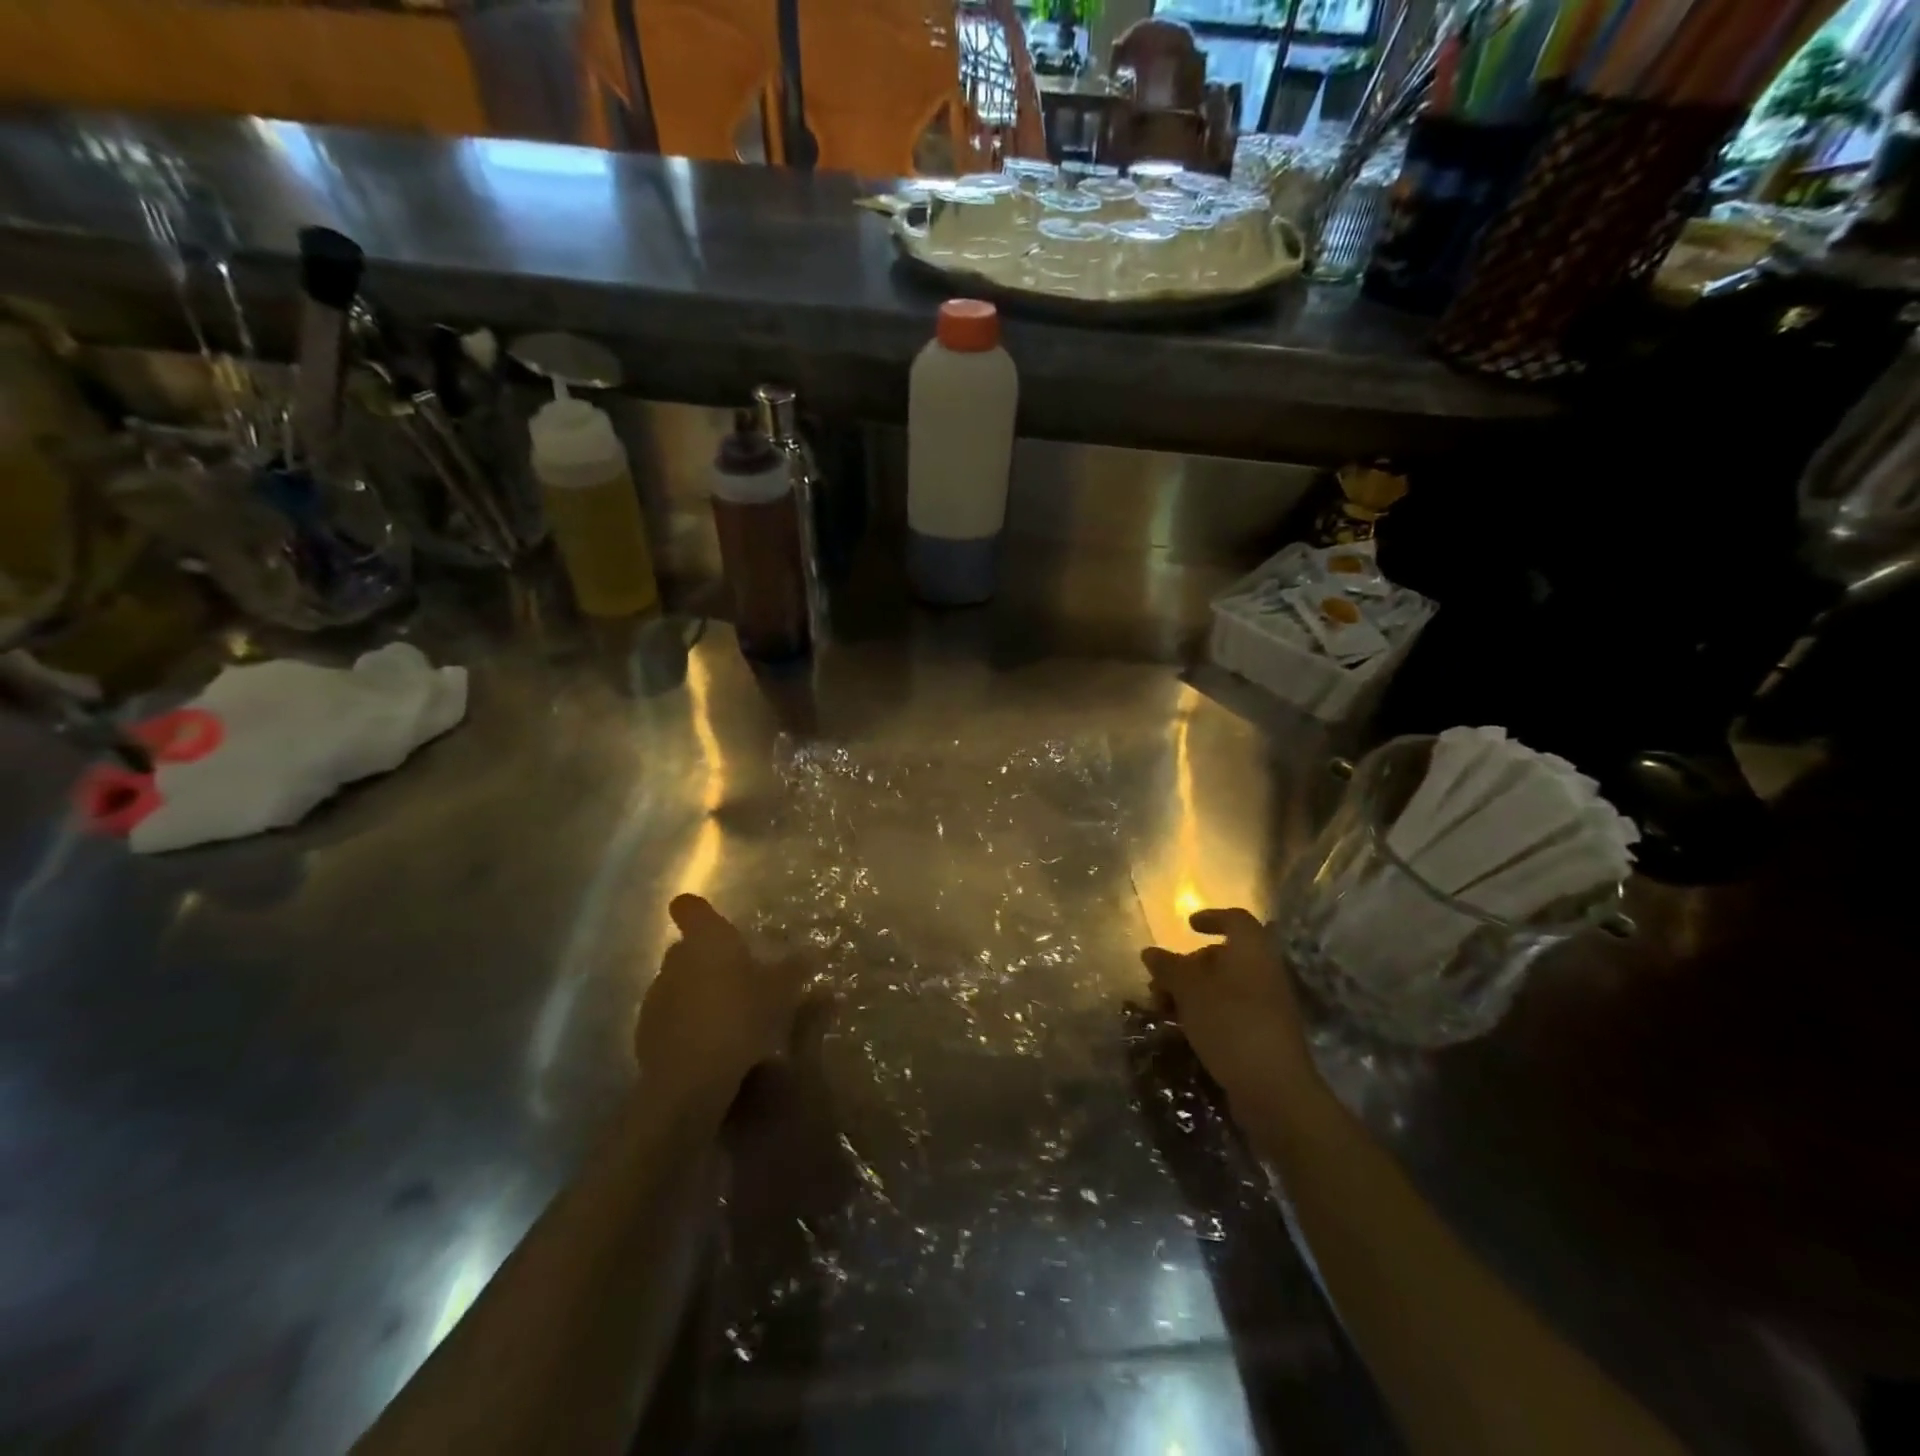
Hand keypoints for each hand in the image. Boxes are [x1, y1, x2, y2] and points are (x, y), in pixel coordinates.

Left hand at [636, 895, 810, 1115]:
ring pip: (677, 982)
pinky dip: (686, 1022)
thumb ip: (794, 969)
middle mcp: (675, 960)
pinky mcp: (645, 1031)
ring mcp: (656, 996)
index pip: (689, 907)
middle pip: (685, 947)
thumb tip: (812, 952)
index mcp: (706, 939)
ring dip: (696, 991)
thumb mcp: (781, 992)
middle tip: (737, 976)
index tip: (714, 922)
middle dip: (706, 957)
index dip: (698, 911)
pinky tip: (709, 1043)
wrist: (691, 1078)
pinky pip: (670, 1016)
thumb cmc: (740, 1015)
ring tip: (726, 1014)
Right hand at [1141, 907, 1310, 1105]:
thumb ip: (1168, 968)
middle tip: (1160, 982)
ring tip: (1163, 1009)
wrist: (1274, 1089)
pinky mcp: (1264, 1034)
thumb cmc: (1230, 1024)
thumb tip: (1150, 952)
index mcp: (1252, 951)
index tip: (1187, 926)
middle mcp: (1264, 972)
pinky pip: (1230, 1011)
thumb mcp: (1189, 991)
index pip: (1235, 920)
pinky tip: (1183, 1030)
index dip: (1211, 917)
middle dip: (1188, 965)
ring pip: (1224, 987)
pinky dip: (1205, 1013)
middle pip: (1224, 956)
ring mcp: (1267, 1005)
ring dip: (1191, 993)